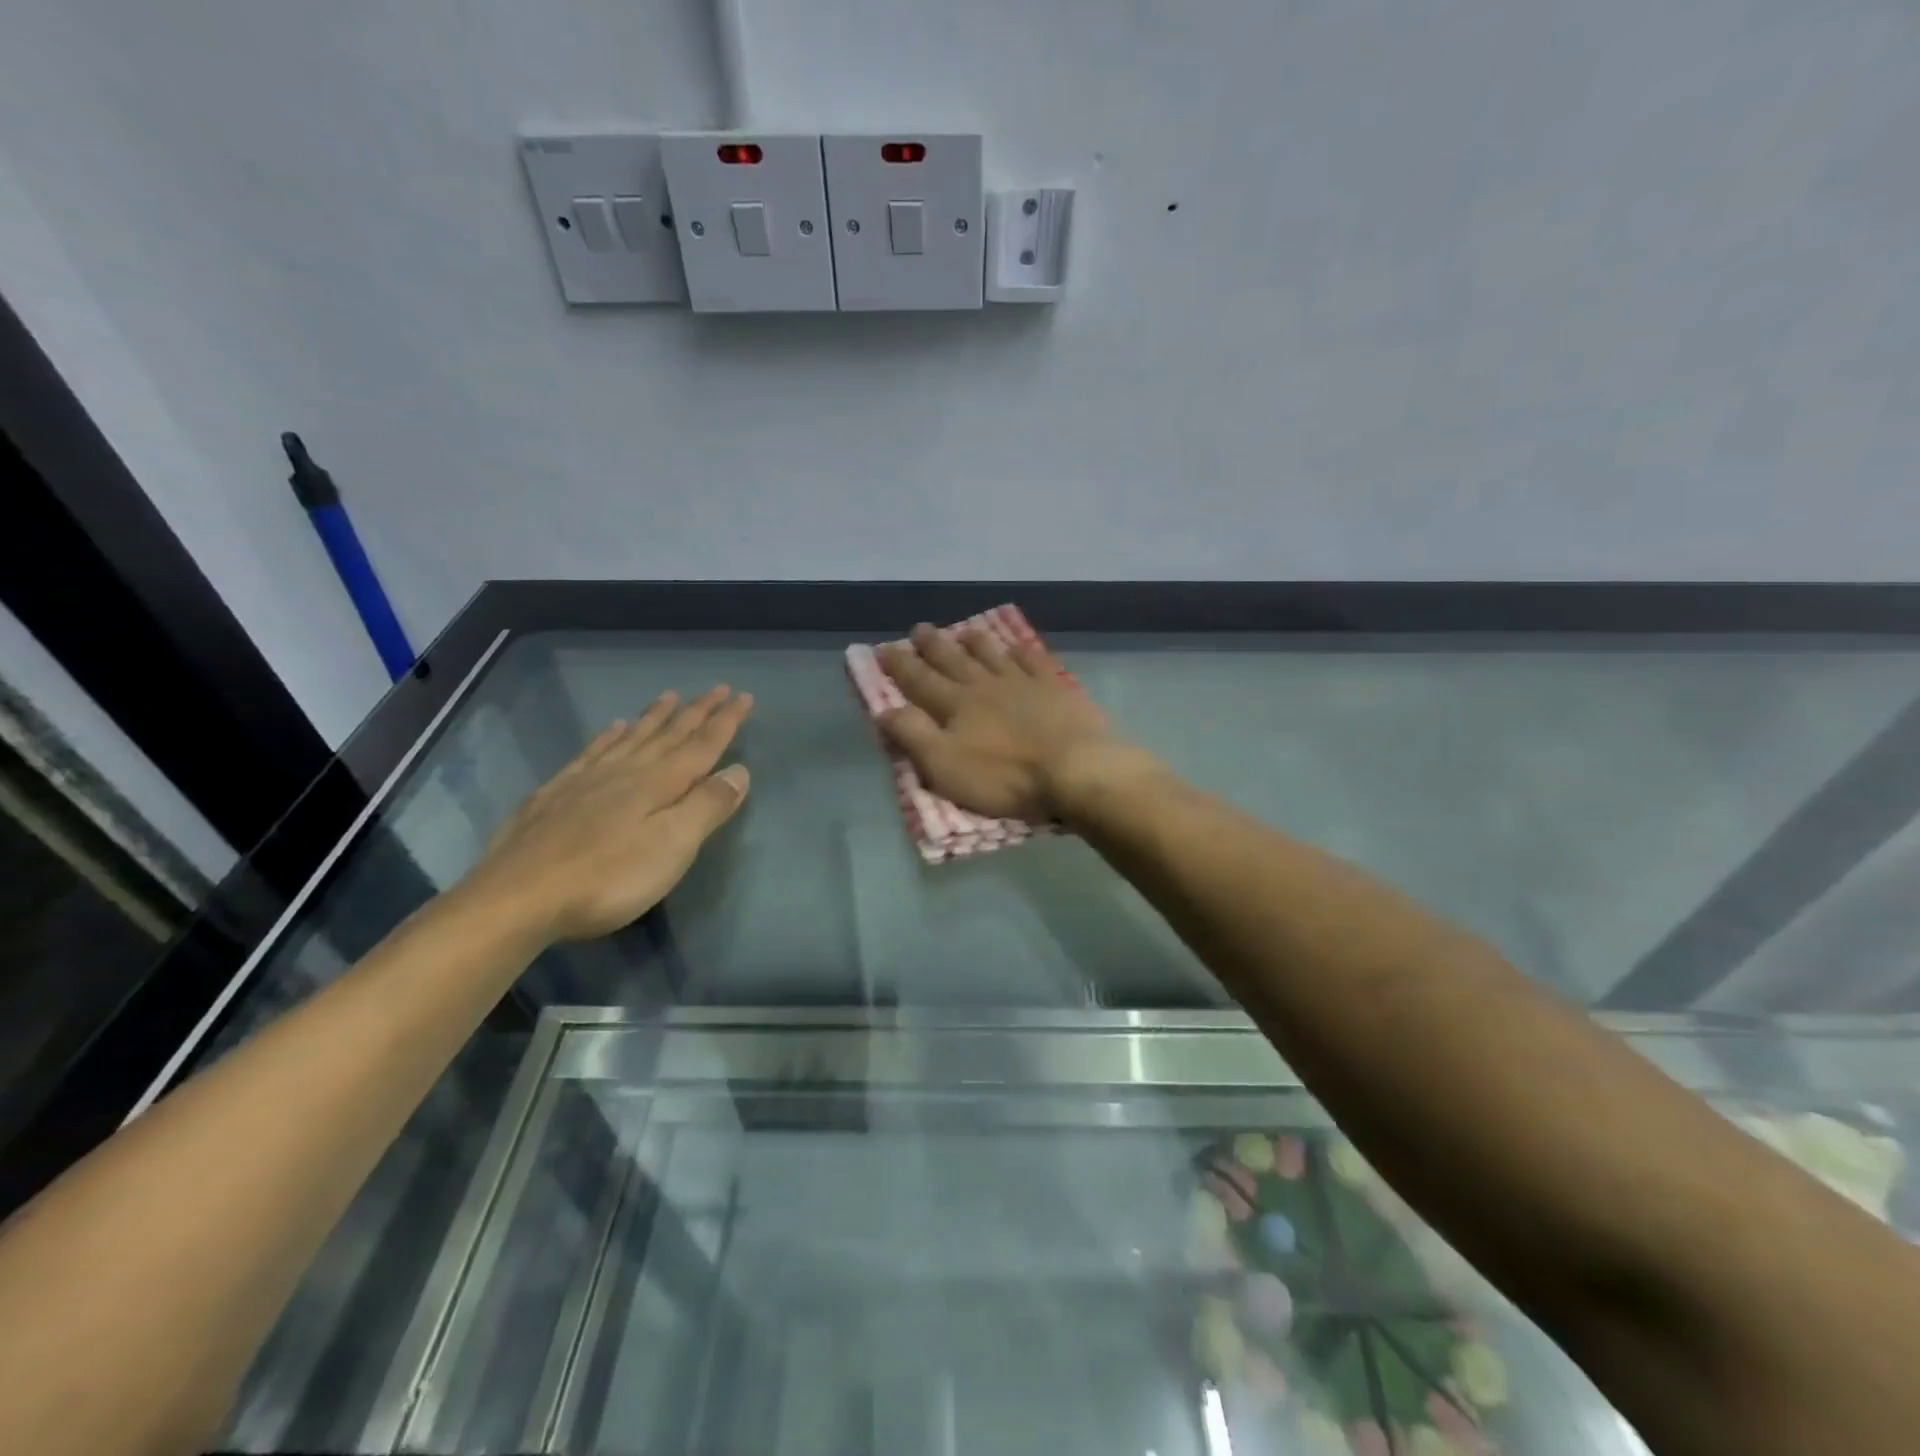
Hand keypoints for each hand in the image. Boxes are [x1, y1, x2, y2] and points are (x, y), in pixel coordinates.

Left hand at [463, 686, 751, 942]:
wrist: (517, 896)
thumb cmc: (608, 878)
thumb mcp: (672, 846)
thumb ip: (707, 806)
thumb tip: (739, 770)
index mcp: (659, 783)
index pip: (702, 745)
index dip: (725, 721)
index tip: (744, 697)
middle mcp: (627, 771)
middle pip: (669, 734)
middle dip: (697, 711)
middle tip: (717, 688)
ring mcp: (588, 779)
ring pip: (632, 737)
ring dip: (655, 717)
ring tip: (670, 696)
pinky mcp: (556, 793)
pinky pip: (593, 751)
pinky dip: (610, 735)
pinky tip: (614, 727)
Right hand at [876, 624, 1144, 820]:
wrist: (1074, 769)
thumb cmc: (1005, 777)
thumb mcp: (946, 766)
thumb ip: (913, 736)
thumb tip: (885, 710)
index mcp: (956, 705)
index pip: (920, 680)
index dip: (900, 665)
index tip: (884, 648)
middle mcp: (986, 685)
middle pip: (954, 660)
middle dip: (933, 645)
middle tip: (919, 628)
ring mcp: (1023, 683)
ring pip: (993, 655)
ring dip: (976, 642)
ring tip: (964, 630)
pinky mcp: (1056, 689)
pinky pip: (1034, 662)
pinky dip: (1022, 652)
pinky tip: (1018, 647)